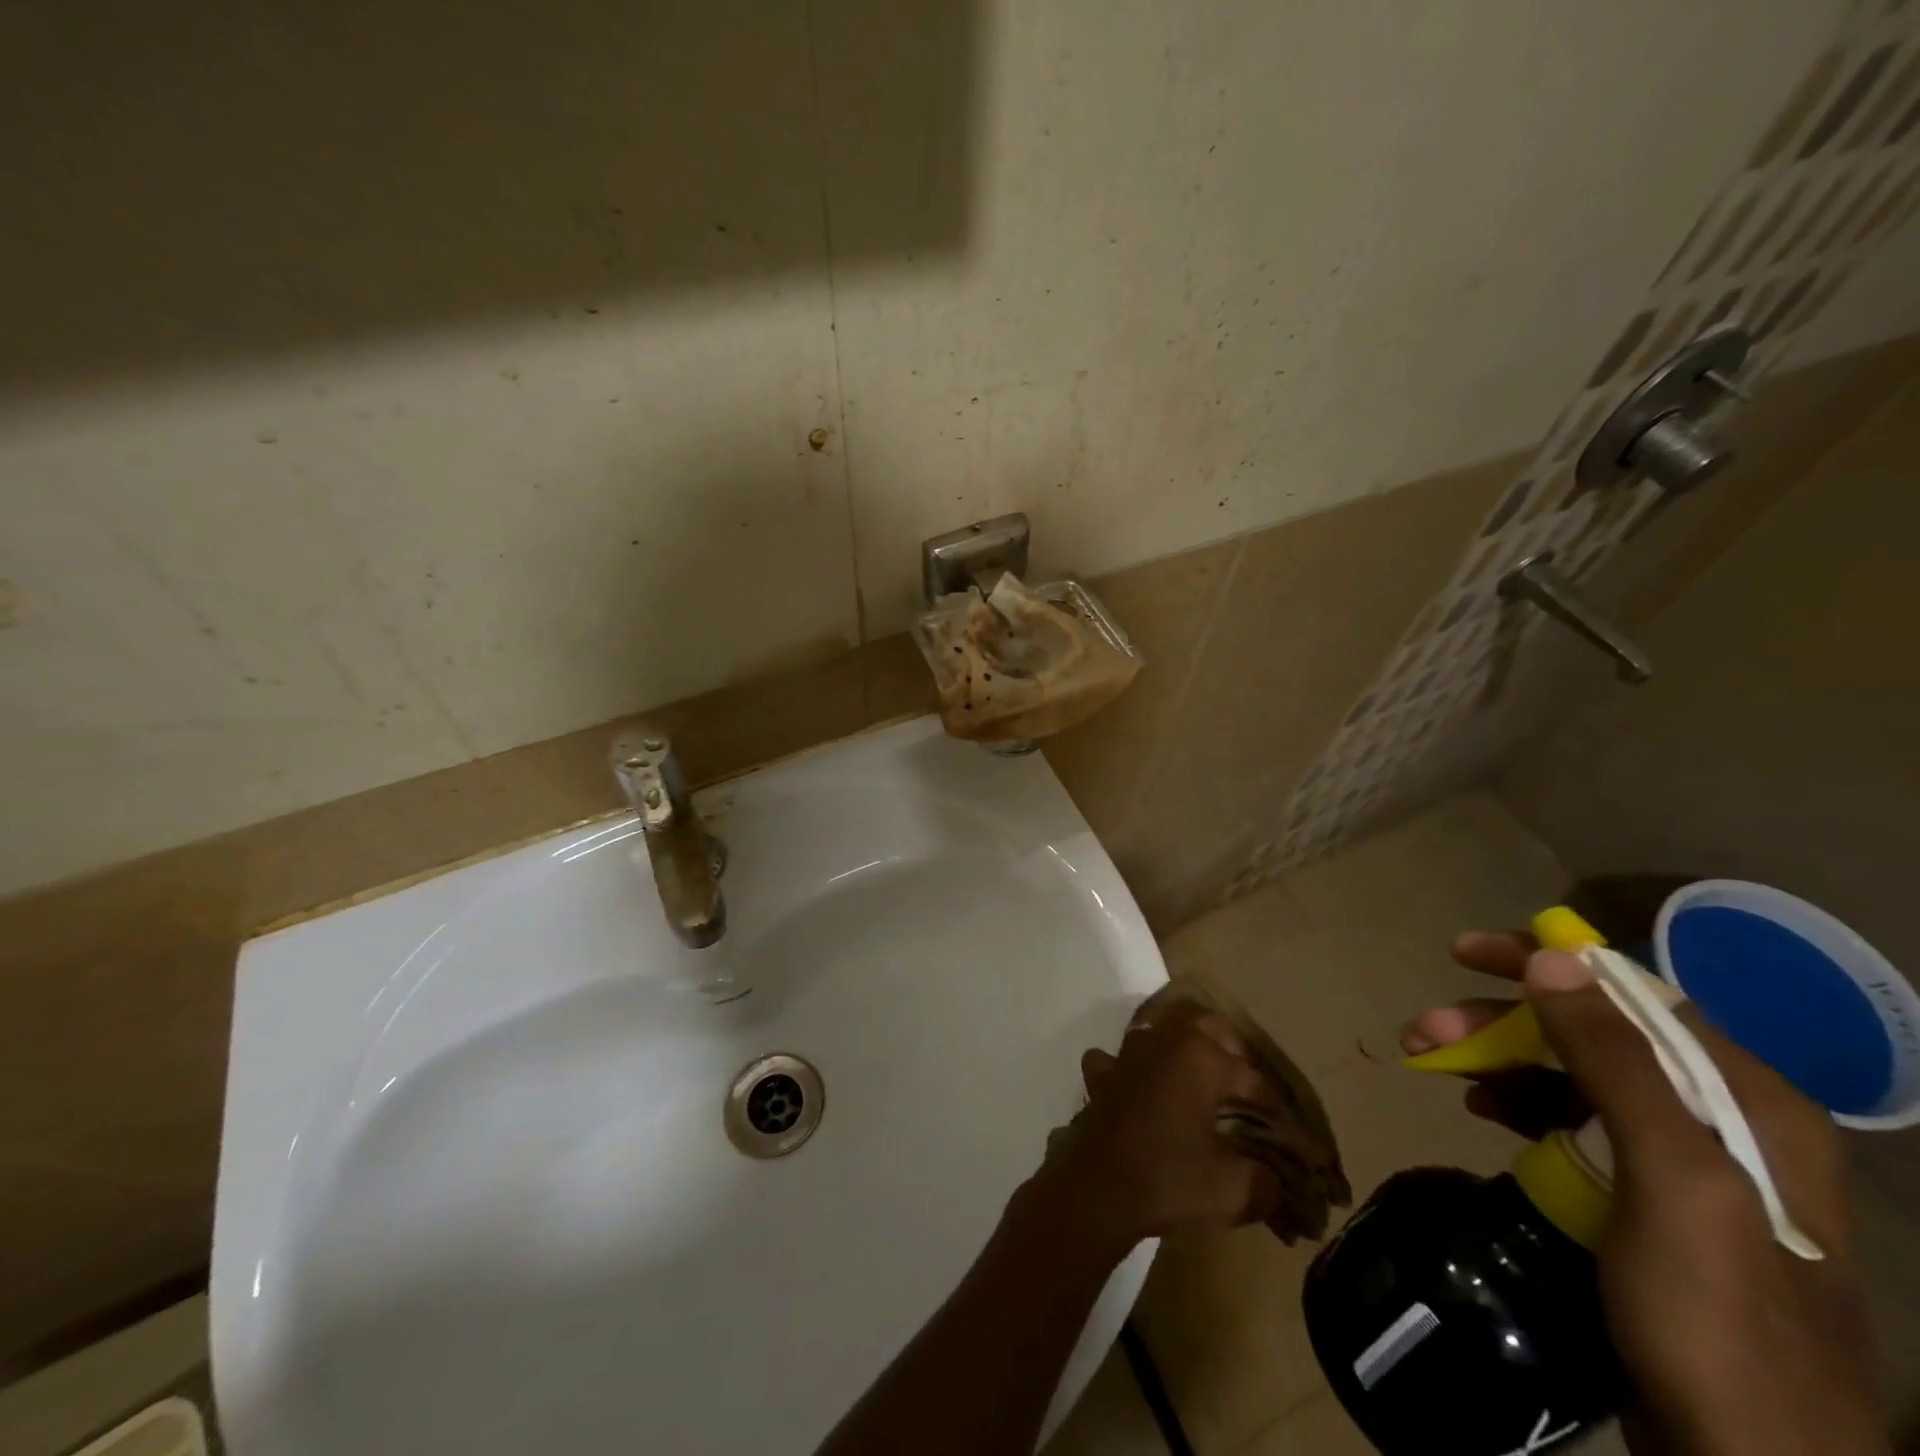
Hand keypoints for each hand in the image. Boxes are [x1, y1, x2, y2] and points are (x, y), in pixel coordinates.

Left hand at [1037, 998, 1279, 1252]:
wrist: (1097, 1188)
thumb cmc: (1169, 1178)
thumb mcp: (1233, 1189)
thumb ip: (1265, 1181)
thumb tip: (1277, 1182)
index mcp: (1202, 1058)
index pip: (1251, 1078)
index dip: (1273, 1107)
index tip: (1288, 1131)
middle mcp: (1165, 1041)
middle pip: (1208, 1026)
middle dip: (1233, 1049)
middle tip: (1249, 1082)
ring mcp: (1129, 1053)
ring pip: (1161, 1025)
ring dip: (1182, 1039)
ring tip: (1200, 1065)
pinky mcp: (1103, 1074)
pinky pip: (1119, 1055)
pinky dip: (1132, 1062)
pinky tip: (1139, 1079)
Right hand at [1404, 932, 1886, 1455]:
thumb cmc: (1715, 1316)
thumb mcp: (1673, 1180)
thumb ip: (1619, 1064)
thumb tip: (1552, 958)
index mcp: (1746, 1100)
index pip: (1632, 993)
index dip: (1544, 962)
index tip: (1464, 952)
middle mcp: (1721, 1118)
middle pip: (1592, 1034)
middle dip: (1500, 1022)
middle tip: (1424, 1029)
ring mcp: (1684, 1163)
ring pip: (1573, 1076)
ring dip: (1498, 1060)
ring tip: (1431, 1064)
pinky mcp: (1647, 1200)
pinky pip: (1572, 1122)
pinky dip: (1519, 1104)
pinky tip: (1482, 1110)